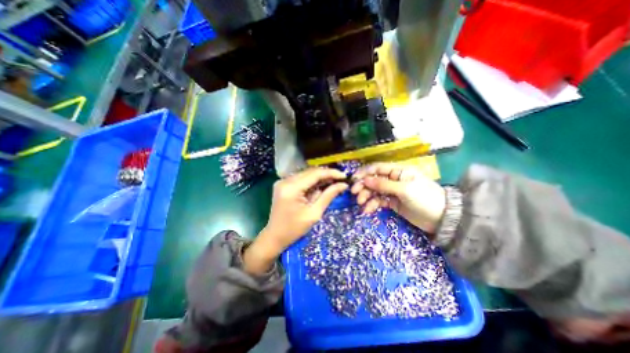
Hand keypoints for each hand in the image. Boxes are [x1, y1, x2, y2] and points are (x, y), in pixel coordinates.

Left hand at [241, 167, 349, 274]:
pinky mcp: (283, 184)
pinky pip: (301, 179)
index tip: (344, 176)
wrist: (274, 236)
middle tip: (340, 180)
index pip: (315, 174)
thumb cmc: (294, 229)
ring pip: (306, 174)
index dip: (331, 173)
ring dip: (319, 178)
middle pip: (310, 172)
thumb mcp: (314, 213)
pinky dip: (311, 182)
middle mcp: (285, 180)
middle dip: (326, 175)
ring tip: (332, 184)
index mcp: (292, 188)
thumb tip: (343, 185)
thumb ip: (328, 196)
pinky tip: (320, 187)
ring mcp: (282, 181)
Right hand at [349, 163, 447, 234]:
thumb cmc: (425, 199)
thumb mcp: (404, 190)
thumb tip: (365, 180)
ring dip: (366, 196)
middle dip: (363, 186)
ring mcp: (392, 191)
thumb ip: (384, 185)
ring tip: (361, 204)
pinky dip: (372, 205)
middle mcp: (393, 179)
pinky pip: (378, 201)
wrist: (441, 219)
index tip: (353, 179)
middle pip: (373, 180)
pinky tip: (367, 210)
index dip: (364, 172)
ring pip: (374, 191)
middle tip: (355, 194)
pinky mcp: (392, 202)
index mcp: (398, 171)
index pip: (377, 168)